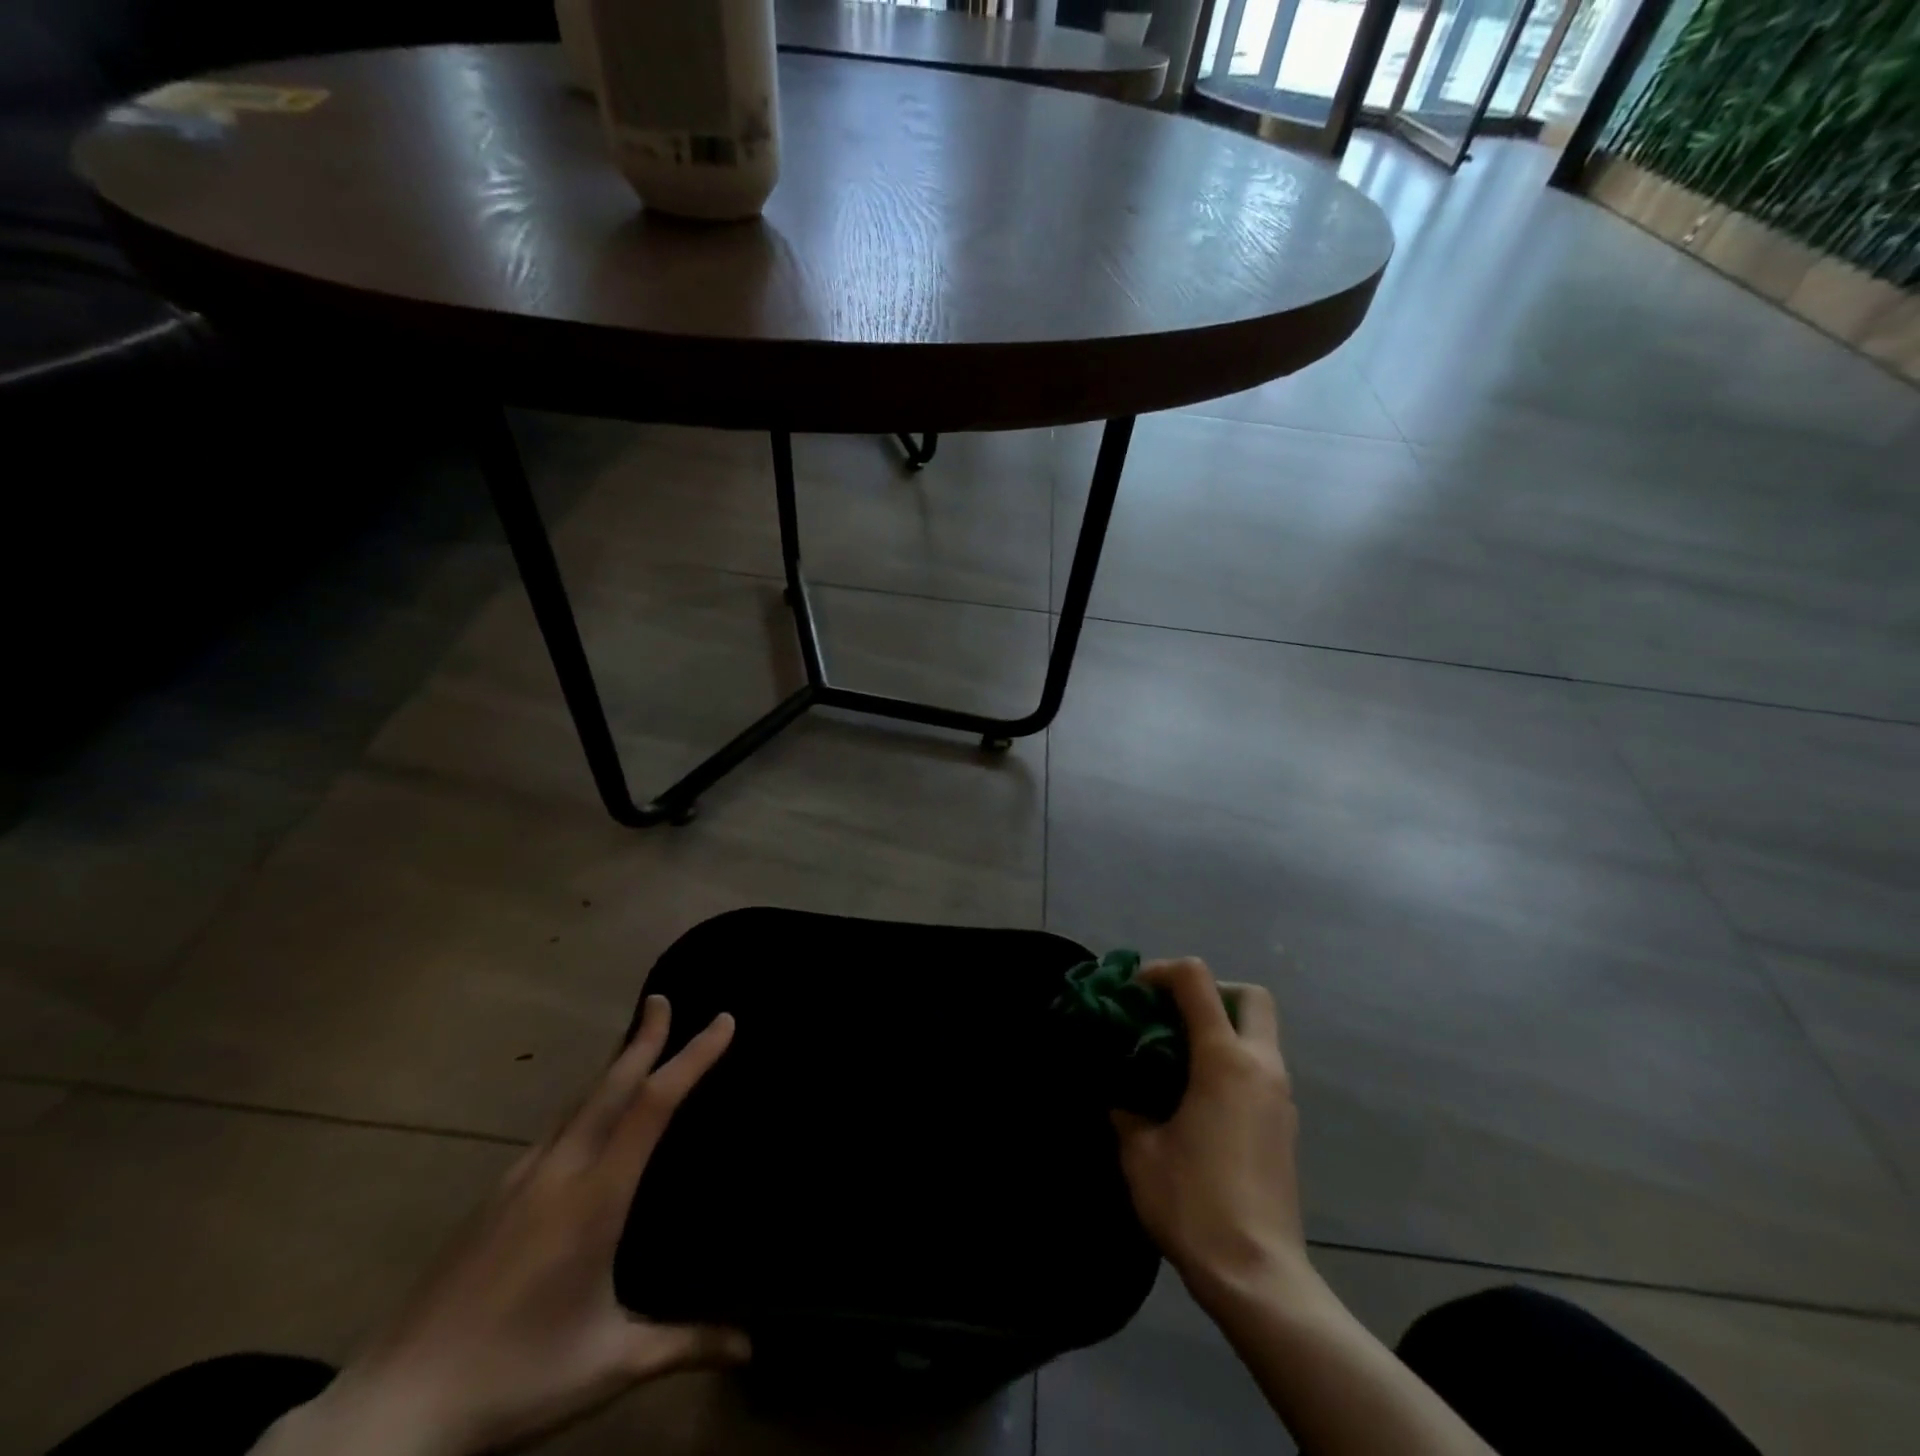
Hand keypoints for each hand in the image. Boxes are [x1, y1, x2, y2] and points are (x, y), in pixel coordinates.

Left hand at [255, 996, 746, 1455]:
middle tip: (662, 998)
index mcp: (596, 1198)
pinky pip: (553, 1130)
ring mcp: (519, 1181)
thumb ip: (685, 1344)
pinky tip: (584, 1121)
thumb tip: (752, 1346)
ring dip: (612, 1067)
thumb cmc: (513, 1381)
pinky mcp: (492, 1199)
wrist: (388, 1416)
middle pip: (610, 1085)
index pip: (654, 1105)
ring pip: (577, 1103)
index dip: (692, 1057)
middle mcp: (560, 1172)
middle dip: (643, 1037)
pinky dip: (583, 1104)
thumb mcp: (610, 1364)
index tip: (722, 1021)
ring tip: (634, 1047)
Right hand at [1111, 958, 1314, 1311]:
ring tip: (1177, 1060)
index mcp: (1224, 1060)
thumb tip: (1121, 1099)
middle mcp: (1261, 1067)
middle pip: (1251, 996)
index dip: (1162, 970)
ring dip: (1222, 1030)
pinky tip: (1199, 1100)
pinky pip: (1261, 1070)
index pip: (1197, 980)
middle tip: (1174, 1015)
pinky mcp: (1286, 1127)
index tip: (1134, 990)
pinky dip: (1232, 1064)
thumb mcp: (1140, 1151)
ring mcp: (1281, 1098)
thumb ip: (1127, 1110)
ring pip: (1260, 1034)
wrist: (1258, 1277)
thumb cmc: (1194, 1203)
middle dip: (1211, 992)